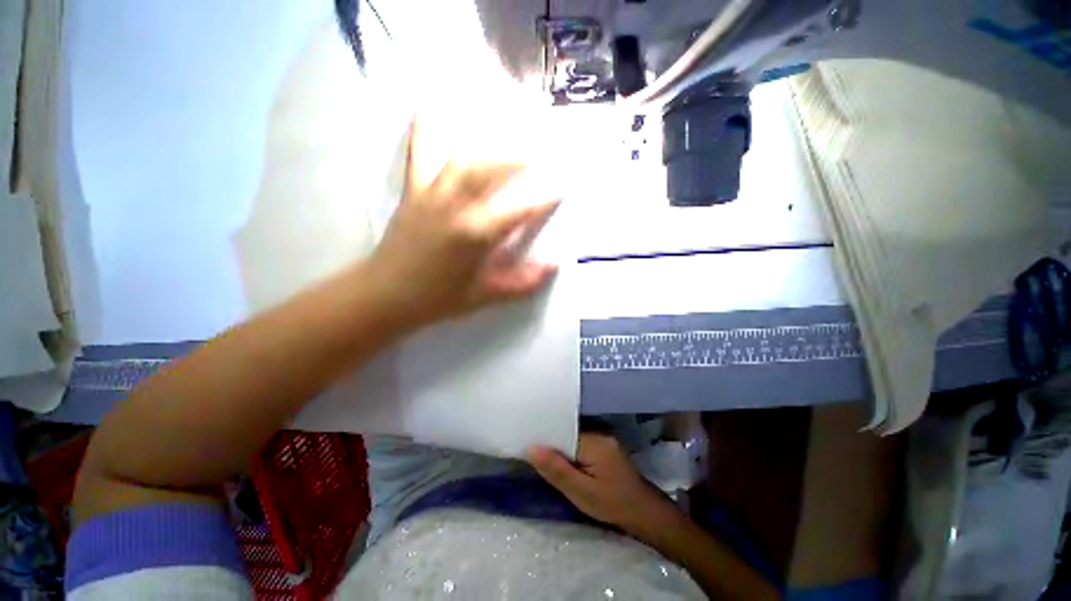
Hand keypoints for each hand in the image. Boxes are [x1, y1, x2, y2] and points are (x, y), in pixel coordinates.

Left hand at [368, 120, 560, 327]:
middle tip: (539, 155)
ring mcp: (431, 194)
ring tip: (507, 143)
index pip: (519, 210)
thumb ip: (522, 283)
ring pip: (462, 160)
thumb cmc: (438, 299)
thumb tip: (552, 267)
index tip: (561, 189)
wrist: (385, 295)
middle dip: (519, 160)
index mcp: (475, 235)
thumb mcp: (485, 297)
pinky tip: (430, 108)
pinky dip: (424, 130)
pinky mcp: (413, 191)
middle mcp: (455, 207)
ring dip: (489, 149)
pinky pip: (418, 154)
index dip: (543, 199)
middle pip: (491, 171)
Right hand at [528, 433, 677, 533]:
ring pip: (572, 435)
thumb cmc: (612, 504)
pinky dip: (569, 448)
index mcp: (594, 440)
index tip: (525, 438)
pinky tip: (559, 456)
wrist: (643, 511)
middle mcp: (598, 431)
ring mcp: (602, 435)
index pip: (562, 429)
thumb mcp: (582, 493)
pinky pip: (580, 440)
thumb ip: (557, 470)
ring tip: (538, 450)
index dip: (544, 435)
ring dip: (559, 444)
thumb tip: (531, 447)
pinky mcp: (603, 443)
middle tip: (528, 446)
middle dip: (550, 439)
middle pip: (566, 430)